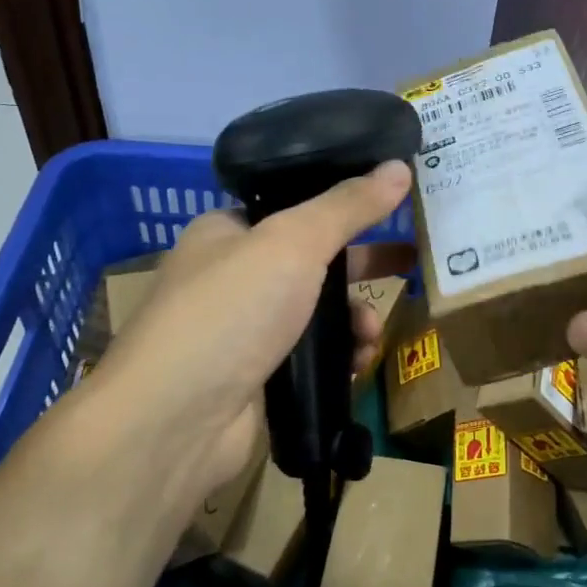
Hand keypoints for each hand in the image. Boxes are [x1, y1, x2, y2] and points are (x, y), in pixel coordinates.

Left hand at [81, 161, 413, 518]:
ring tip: (370, 336)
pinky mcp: (259, 379)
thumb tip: (399, 166)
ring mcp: (245, 332)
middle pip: (313, 262)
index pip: (292, 206)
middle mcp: (233, 277)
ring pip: (318, 314)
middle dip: (361, 268)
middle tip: (408, 264)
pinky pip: (313, 358)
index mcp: (227, 232)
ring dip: (354, 320)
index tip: (391, 208)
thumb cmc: (231, 311)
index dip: (342, 206)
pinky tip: (356, 366)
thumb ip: (348, 206)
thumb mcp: (293, 242)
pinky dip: (339, 358)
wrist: (177, 420)